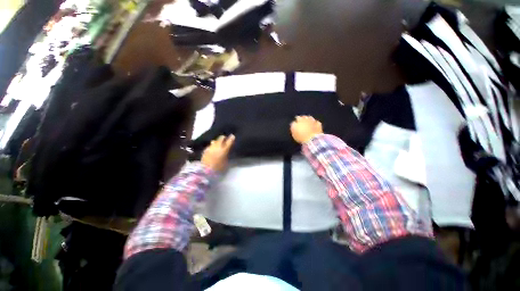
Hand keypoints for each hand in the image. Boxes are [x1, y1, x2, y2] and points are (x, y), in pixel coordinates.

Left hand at [201, 135, 234, 171]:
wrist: (205, 170)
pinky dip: (212, 146)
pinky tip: (212, 149)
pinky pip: (210, 146)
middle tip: (225, 138)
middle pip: (221, 138)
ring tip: (218, 143)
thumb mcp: (226, 162)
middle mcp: (217, 146)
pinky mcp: (205, 150)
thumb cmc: (218, 168)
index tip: (233, 136)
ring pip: (214, 141)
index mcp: (224, 150)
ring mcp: (210, 147)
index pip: (229, 141)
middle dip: (223, 138)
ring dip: (217, 141)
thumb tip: (227, 152)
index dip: (231, 138)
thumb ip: (227, 155)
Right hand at [290, 116, 322, 143]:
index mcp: (300, 120)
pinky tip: (314, 125)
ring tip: (308, 122)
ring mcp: (314, 121)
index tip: (296, 121)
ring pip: (311, 118)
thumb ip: (293, 125)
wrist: (312, 139)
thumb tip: (294, 123)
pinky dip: (315, 123)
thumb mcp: (294, 131)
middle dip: (303, 118)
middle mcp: (307, 119)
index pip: (297, 118)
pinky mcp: (319, 125)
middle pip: (304, 117)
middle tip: (302, 121)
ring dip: (309, 120)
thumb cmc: (301, 136)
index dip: (296, 119)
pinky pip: (316, 123)